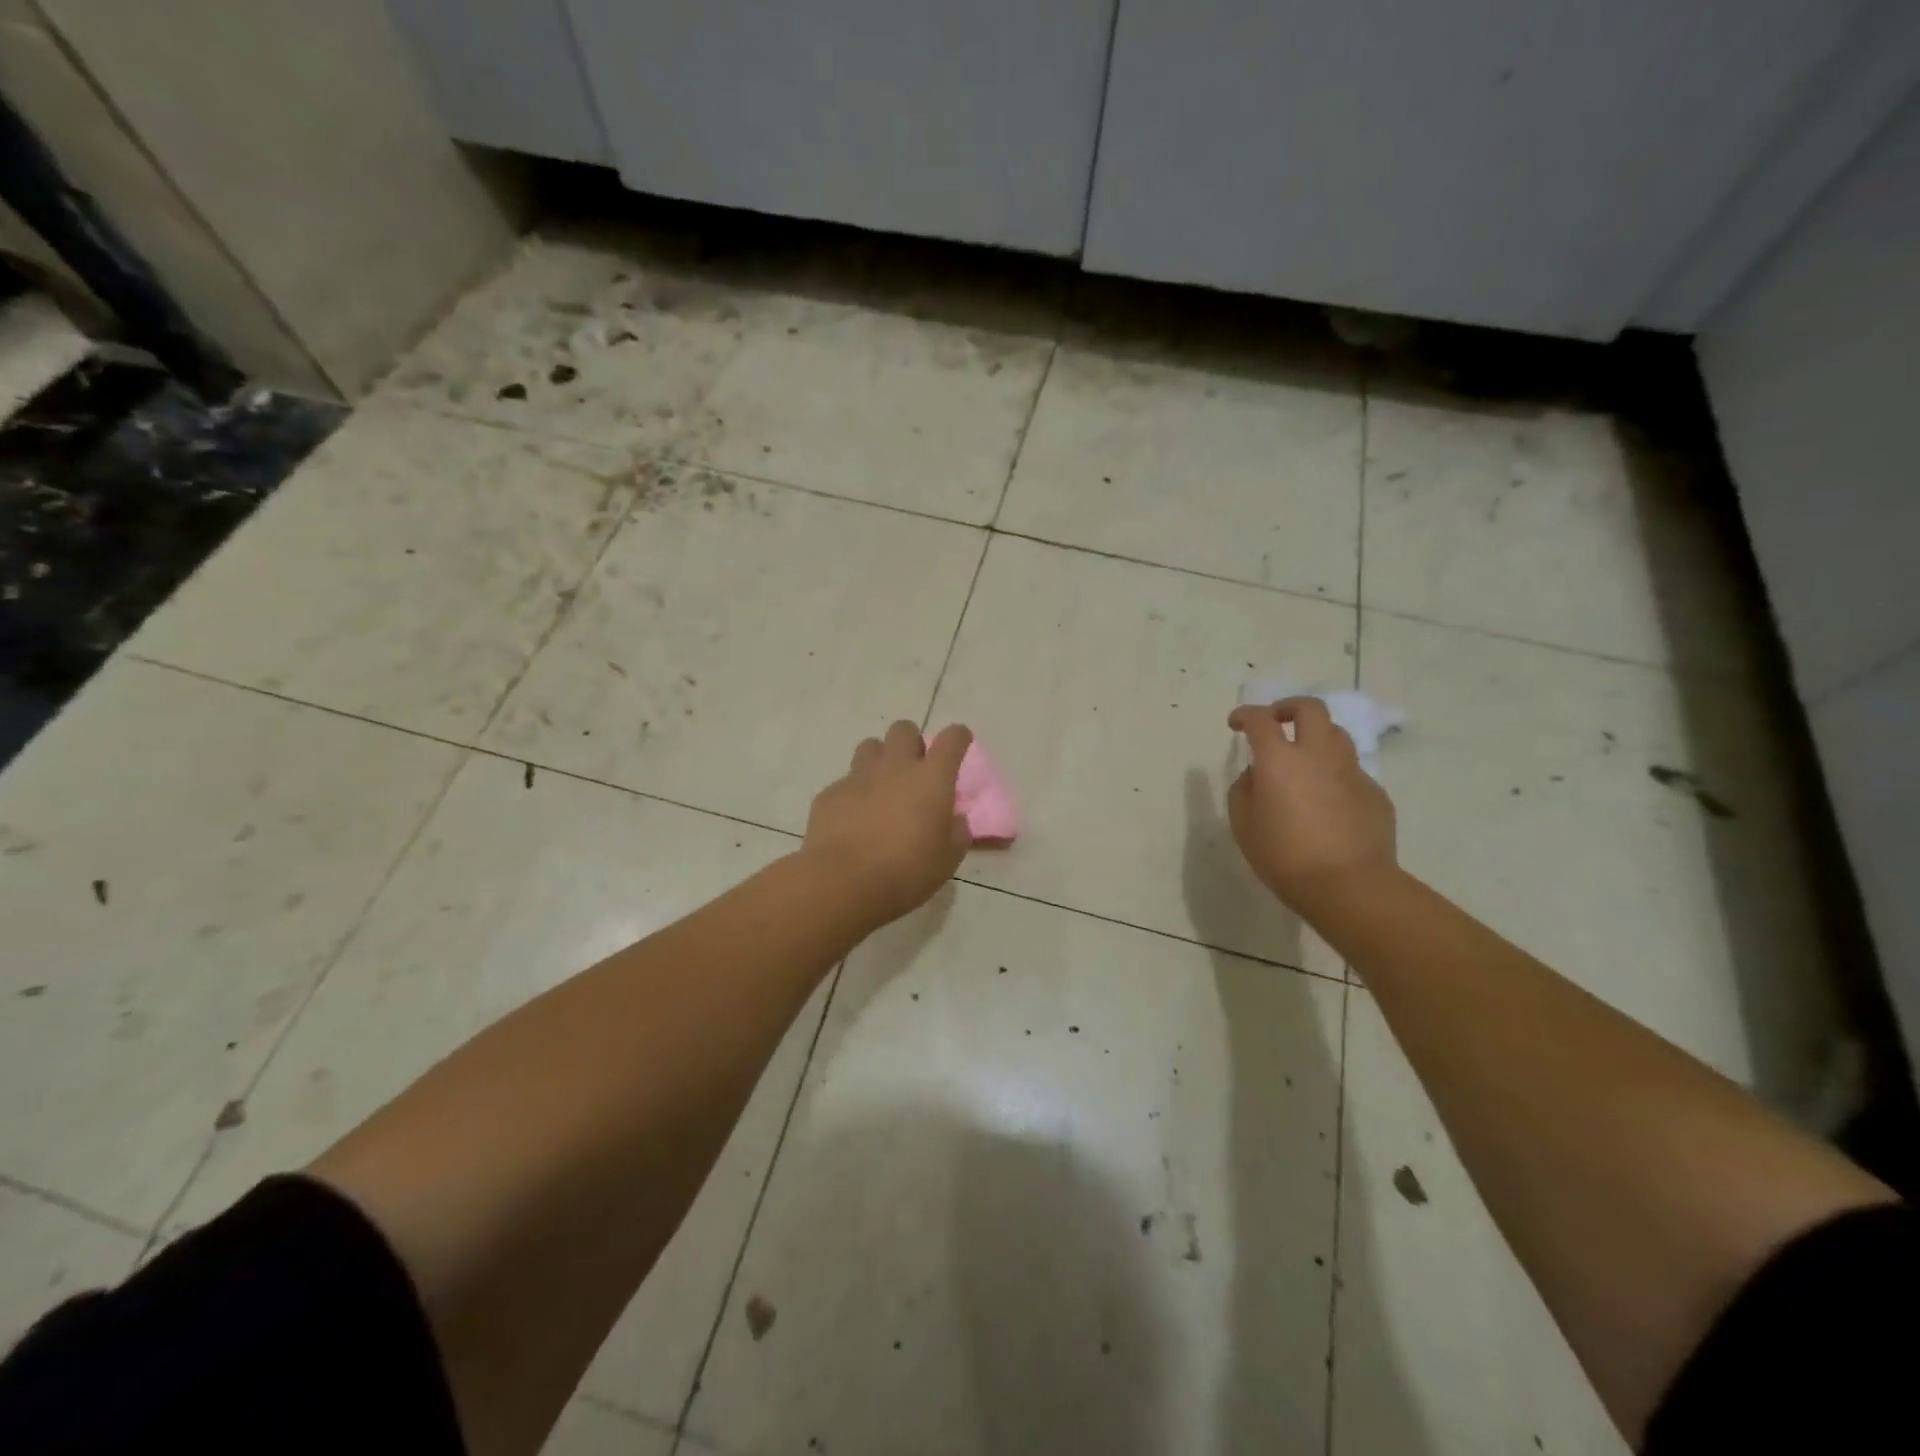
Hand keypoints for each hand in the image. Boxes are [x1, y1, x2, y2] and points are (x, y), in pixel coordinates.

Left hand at [803, 721, 973, 927]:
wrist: (843, 882)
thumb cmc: (906, 871)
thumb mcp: (947, 859)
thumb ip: (957, 833)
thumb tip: (955, 819)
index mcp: (931, 779)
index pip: (951, 739)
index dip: (958, 737)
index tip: (960, 743)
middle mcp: (895, 767)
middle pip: (904, 730)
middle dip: (912, 743)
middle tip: (915, 770)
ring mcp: (859, 777)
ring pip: (871, 747)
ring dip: (880, 760)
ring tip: (882, 787)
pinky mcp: (830, 793)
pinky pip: (845, 782)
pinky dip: (854, 793)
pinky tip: (853, 819)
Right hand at [1227, 698, 1396, 916]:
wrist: (1349, 886)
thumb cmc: (1285, 856)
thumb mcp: (1244, 825)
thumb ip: (1244, 791)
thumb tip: (1256, 775)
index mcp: (1280, 760)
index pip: (1260, 720)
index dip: (1245, 715)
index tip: (1236, 723)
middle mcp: (1318, 755)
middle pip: (1310, 709)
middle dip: (1288, 708)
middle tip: (1276, 722)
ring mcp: (1352, 772)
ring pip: (1336, 735)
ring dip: (1316, 737)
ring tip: (1303, 759)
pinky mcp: (1375, 793)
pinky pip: (1351, 772)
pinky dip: (1334, 775)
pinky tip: (1327, 802)